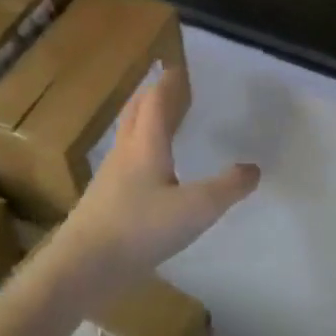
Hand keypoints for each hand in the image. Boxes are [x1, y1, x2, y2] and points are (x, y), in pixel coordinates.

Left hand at [44, 67, 259, 311]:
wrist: (83, 267)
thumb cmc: (139, 229)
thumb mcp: (195, 209)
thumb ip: (227, 188)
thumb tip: (253, 169)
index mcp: (145, 144)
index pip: (156, 100)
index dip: (169, 82)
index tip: (181, 69)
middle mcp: (125, 152)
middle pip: (136, 111)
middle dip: (154, 95)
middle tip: (172, 88)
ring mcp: (110, 176)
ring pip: (129, 136)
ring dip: (146, 121)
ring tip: (166, 123)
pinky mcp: (104, 200)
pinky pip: (126, 161)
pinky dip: (142, 150)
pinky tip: (153, 172)